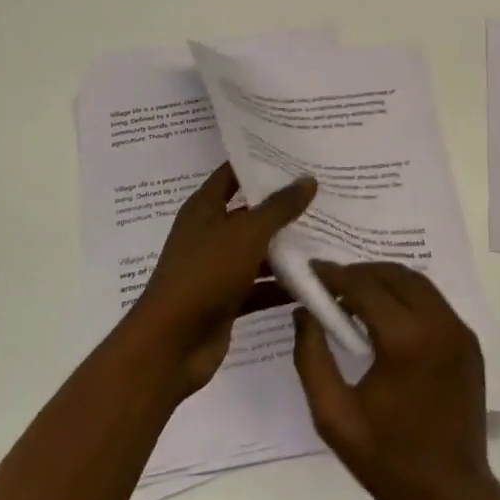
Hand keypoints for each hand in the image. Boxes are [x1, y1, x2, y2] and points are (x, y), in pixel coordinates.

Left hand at [121, 163, 314, 395]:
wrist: (171, 345)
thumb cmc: (205, 274)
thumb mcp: (247, 233)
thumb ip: (279, 207)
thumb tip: (308, 179)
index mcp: (204, 207)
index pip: (233, 173)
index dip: (260, 162)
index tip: (296, 154)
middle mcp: (209, 232)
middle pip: (250, 212)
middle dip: (283, 206)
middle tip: (323, 193)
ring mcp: (217, 267)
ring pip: (257, 250)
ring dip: (286, 247)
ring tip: (328, 235)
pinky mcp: (226, 299)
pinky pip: (259, 285)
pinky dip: (281, 285)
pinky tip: (315, 281)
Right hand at [293, 261, 499, 499]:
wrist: (453, 496)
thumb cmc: (388, 461)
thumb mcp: (334, 417)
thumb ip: (312, 358)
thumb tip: (304, 313)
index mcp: (405, 341)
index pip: (364, 286)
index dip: (334, 275)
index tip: (311, 272)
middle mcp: (437, 324)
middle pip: (392, 274)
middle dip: (358, 272)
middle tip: (330, 285)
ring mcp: (459, 330)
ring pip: (416, 282)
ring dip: (383, 279)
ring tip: (355, 296)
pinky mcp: (469, 340)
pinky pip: (433, 300)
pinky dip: (406, 295)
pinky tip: (387, 314)